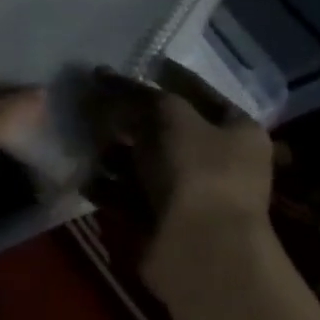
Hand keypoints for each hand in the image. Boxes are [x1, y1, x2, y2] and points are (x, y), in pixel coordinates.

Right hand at [95, 62, 275, 300]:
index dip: (162, 76)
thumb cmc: (196, 170)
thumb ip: (131, 92)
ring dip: (112, 150)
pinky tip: (85, 175)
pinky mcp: (162, 223)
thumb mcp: (164, 114)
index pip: (196, 91)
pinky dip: (107, 185)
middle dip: (127, 116)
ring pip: (142, 162)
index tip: (127, 65)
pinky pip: (128, 195)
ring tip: (83, 137)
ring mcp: (190, 195)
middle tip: (91, 100)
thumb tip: (100, 74)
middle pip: (163, 127)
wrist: (201, 254)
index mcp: (236, 130)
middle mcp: (217, 161)